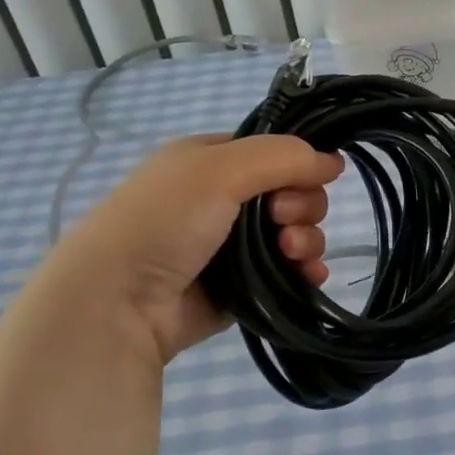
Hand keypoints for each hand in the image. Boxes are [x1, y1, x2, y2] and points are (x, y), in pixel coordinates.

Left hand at [59, 133, 342, 362]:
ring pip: (297, 233)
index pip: (275, 153)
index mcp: (211, 161)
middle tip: (281, 221)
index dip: (298, 164)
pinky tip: (309, 276)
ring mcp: (235, 246)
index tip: (304, 179)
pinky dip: (305, 271)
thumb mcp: (220, 168)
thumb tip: (335, 162)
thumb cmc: (164, 220)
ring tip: (290, 254)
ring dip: (306, 240)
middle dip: (302, 207)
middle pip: (293, 194)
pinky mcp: (245, 286)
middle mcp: (224, 200)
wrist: (119, 301)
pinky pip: (290, 272)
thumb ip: (283, 157)